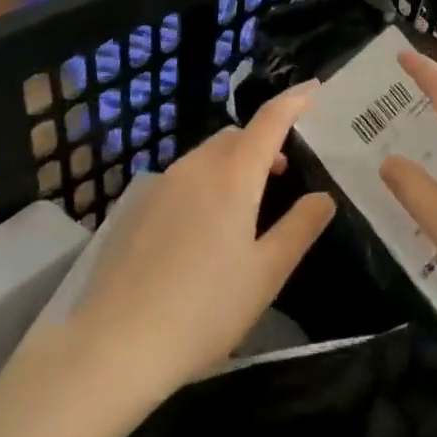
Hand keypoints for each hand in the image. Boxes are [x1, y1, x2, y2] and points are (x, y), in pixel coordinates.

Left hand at [46, 89, 334, 402]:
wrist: (112, 348)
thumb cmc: (202, 312)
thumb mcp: (265, 276)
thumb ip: (299, 229)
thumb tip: (323, 197)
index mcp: (233, 176)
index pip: (270, 119)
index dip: (295, 100)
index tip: (314, 89)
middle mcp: (196, 167)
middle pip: (237, 135)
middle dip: (264, 141)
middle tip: (284, 173)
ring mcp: (161, 184)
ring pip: (207, 155)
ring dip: (233, 163)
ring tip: (246, 205)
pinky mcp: (137, 207)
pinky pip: (183, 177)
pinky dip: (205, 182)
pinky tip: (202, 230)